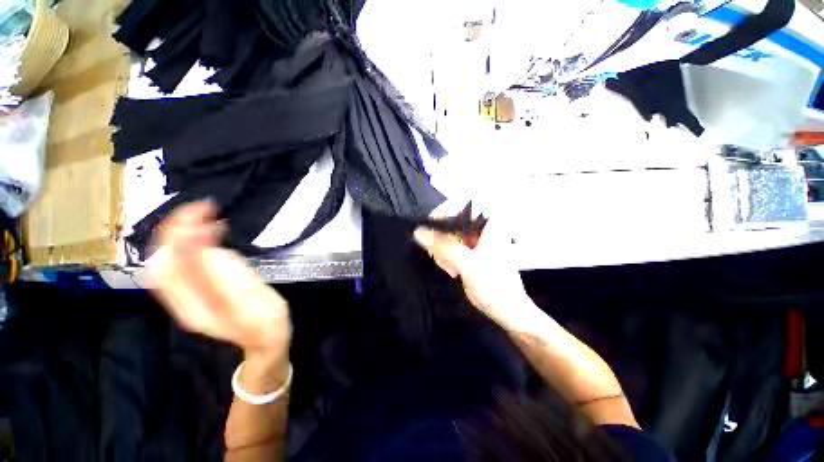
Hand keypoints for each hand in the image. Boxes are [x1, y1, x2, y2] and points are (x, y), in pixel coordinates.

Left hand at [147, 201, 290, 358]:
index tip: (205, 213)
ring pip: (171, 259)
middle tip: (206, 209)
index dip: (181, 235)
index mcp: (194, 306)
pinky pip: (184, 262)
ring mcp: (188, 296)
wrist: (265, 342)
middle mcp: (183, 300)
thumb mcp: (250, 304)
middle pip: (164, 260)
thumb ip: (224, 279)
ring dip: (185, 233)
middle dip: (178, 228)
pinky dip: (193, 242)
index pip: (171, 265)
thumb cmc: (264, 325)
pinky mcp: (199, 291)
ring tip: (210, 216)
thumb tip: (201, 246)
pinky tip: (211, 233)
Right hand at [413, 219, 537, 330]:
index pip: (463, 203)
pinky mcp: (470, 249)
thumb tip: (418, 231)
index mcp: (491, 224)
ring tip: (450, 269)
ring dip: (442, 250)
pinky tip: (451, 270)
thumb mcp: (468, 265)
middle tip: (439, 257)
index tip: (430, 228)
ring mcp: (477, 238)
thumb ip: (444, 246)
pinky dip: (445, 256)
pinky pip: (450, 245)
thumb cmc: (495, 288)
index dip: (444, 211)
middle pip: (451, 219)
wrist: (508, 311)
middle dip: (441, 238)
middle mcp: (484, 226)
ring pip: (448, 234)